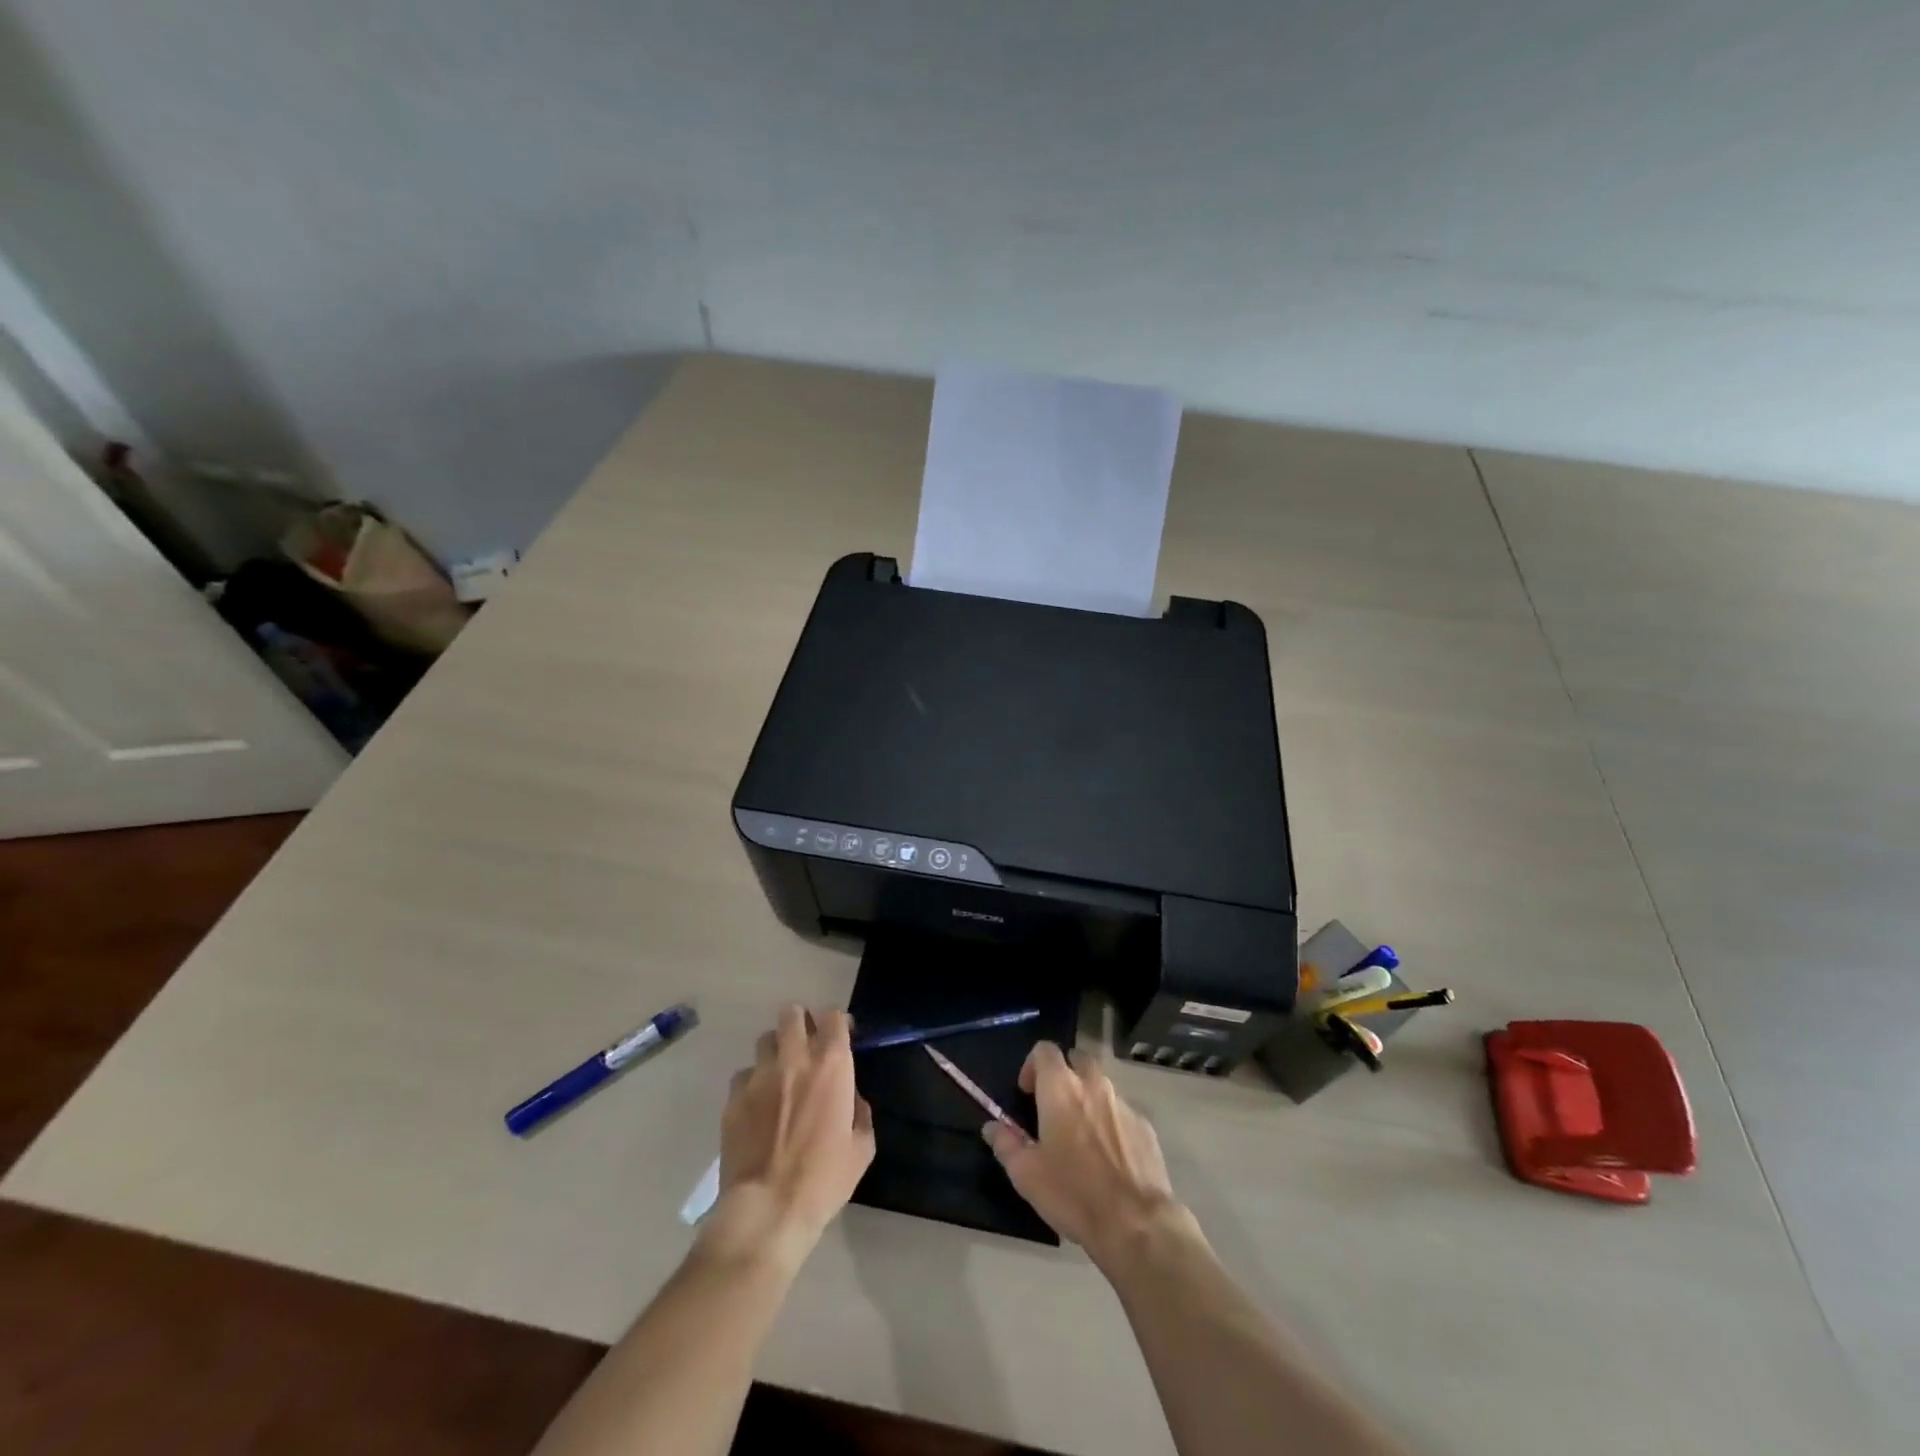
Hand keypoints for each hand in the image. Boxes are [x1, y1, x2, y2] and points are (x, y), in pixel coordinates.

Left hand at [703, 1005, 874, 1267]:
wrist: (767, 1211)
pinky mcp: (733, 1098)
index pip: (834, 1016)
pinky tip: (757, 1107)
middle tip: (807, 1047)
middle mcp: (794, 1058)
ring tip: (780, 1075)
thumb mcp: (861, 1147)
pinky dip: (752, 1083)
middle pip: (792, 1014)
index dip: (839, 1024)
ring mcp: (759, 1076)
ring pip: (765, 1040)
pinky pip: (743, 1075)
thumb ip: (859, 1111)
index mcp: (831, 1064)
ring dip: (776, 1050)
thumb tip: (849, 1097)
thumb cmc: (824, 1179)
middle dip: (801, 1023)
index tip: (842, 1038)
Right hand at [982, 1042, 1190, 1267]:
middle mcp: (1093, 1084)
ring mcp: (1123, 1103)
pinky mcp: (1145, 1125)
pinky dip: (1110, 1121)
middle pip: (1076, 1060)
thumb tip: (992, 1127)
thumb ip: (1006, 1144)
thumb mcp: (1026, 1174)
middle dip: (1064, 1074)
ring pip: (1101, 1085)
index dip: (1032, 1065)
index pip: (1044, 1050)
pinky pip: (1121, 1111)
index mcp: (1060, 1088)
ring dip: (1088, 1097)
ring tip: (1081, 1135)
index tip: (1027, 1093)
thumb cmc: (1073, 1193)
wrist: (1136, 1223)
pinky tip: (1108, 1155)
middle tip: (1054, 1108)